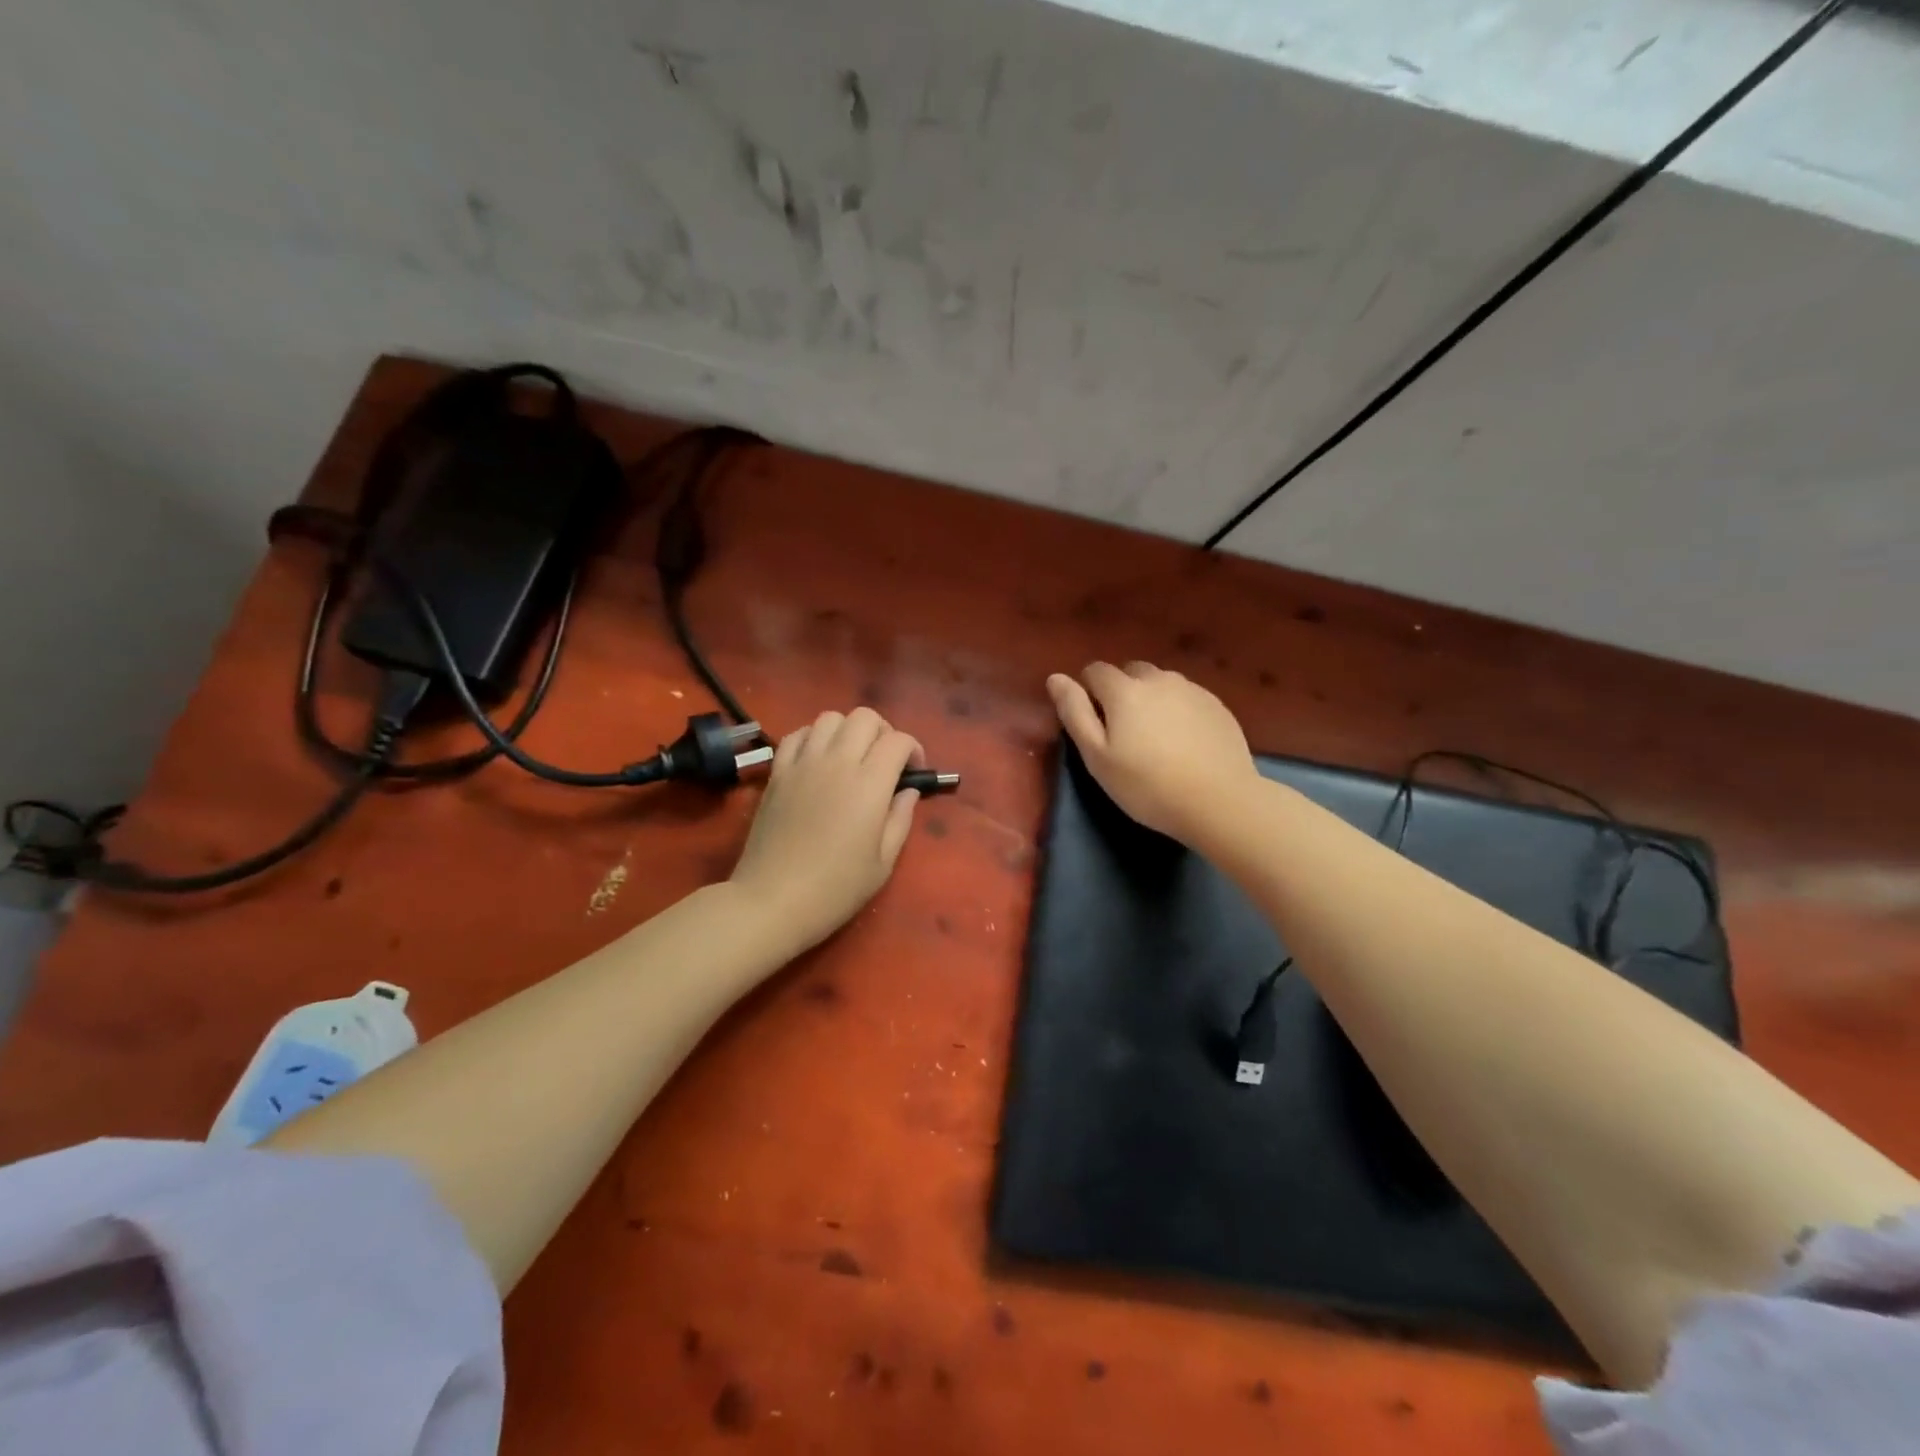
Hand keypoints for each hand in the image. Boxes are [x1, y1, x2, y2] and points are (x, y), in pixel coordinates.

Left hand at [729, 707, 923, 952]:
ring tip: (851, 757)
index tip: (914, 773)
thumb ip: (900, 820)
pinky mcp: (777, 772)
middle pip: (865, 717)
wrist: (772, 900)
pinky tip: (818, 760)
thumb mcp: (883, 863)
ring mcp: (803, 763)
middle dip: (884, 732)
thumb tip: (907, 792)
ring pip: (830, 718)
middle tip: (885, 762)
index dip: (913, 749)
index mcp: (869, 783)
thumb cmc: (835, 888)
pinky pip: (797, 735)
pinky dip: (813, 737)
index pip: (898, 740)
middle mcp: (837, 762)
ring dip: (848, 730)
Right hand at [1046, 661, 1257, 843]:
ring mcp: (1192, 689)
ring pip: (1161, 683)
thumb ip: (1074, 712)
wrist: (1220, 802)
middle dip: (1121, 692)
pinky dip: (1178, 710)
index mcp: (1124, 689)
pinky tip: (1184, 742)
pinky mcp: (1217, 705)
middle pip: (1130, 672)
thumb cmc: (1146, 785)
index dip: (1088, 693)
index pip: (1094, 671)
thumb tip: (1055, 678)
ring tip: (1156, 737)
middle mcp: (1158, 678)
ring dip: (1151, 699)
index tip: (1095, 726)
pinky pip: (1187, 697)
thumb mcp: (1097, 757)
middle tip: (1125, 733)